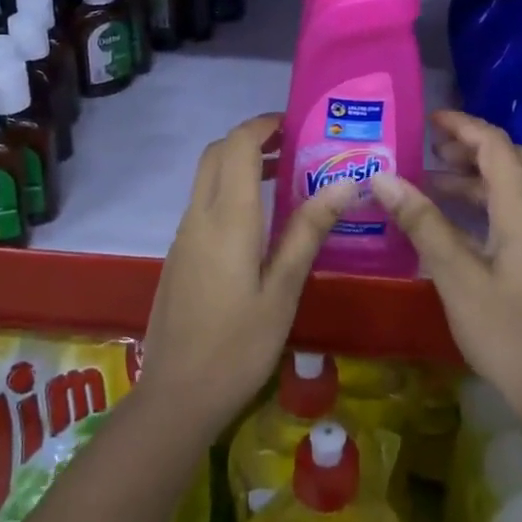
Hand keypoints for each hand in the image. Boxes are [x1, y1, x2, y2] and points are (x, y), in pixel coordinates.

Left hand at [142, 113, 358, 431]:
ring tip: (285, 176)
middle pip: (217, 153)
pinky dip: (229, 189)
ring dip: (240, 163)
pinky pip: (203, 202)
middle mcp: (200, 216)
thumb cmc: (239, 345)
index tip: (297, 125)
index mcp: (228, 218)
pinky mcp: (180, 254)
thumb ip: (309, 231)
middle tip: (294, 146)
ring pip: (207, 176)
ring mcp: (184, 235)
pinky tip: (259, 221)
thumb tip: (344, 182)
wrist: (176, 396)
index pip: (238, 145)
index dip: (264, 125)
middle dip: (252, 138)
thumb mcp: (283, 289)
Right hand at [369, 111, 521, 424]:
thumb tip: (383, 178)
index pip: (495, 145)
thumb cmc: (504, 328)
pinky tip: (453, 218)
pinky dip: (485, 200)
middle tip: (428, 148)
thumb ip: (421, 222)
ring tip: (430, 180)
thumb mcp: (455, 273)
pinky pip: (515, 209)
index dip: (463, 126)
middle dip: (469, 147)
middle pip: (508, 159)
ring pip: (512, 185)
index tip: (429, 119)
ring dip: (475, 175)